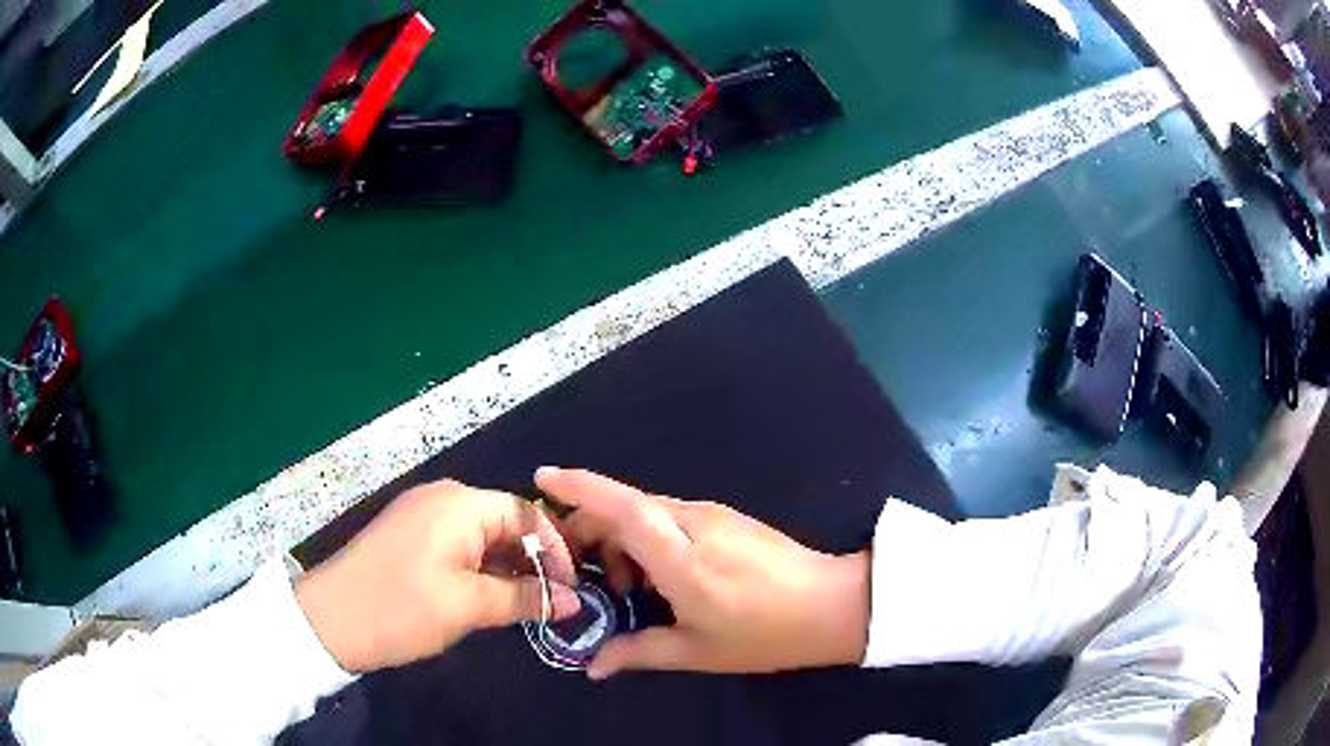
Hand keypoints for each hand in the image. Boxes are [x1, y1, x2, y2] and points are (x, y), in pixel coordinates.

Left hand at [295, 480, 580, 672]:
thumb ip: (525, 599)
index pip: (527, 514)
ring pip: (482, 534)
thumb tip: (575, 601)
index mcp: (459, 504)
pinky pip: (459, 542)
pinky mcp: (409, 532)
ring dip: (507, 566)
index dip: (556, 551)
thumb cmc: (401, 609)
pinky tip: (486, 595)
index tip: (572, 590)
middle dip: (532, 560)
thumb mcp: (467, 607)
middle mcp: (443, 497)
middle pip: (505, 521)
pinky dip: (480, 566)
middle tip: (553, 601)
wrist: (329, 619)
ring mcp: (422, 513)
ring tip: (524, 604)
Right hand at [536, 467, 870, 679]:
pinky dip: (648, 538)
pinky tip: (657, 576)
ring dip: (622, 538)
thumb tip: (593, 666)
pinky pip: (671, 518)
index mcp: (682, 559)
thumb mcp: (697, 651)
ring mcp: (714, 515)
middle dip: (590, 527)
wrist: (833, 605)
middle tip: (579, 568)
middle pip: (626, 507)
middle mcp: (694, 524)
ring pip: (648, 511)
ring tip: (625, 587)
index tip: (542, 478)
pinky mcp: (727, 518)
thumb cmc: (764, 633)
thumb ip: (638, 652)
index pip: (623, 508)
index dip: (580, 488)